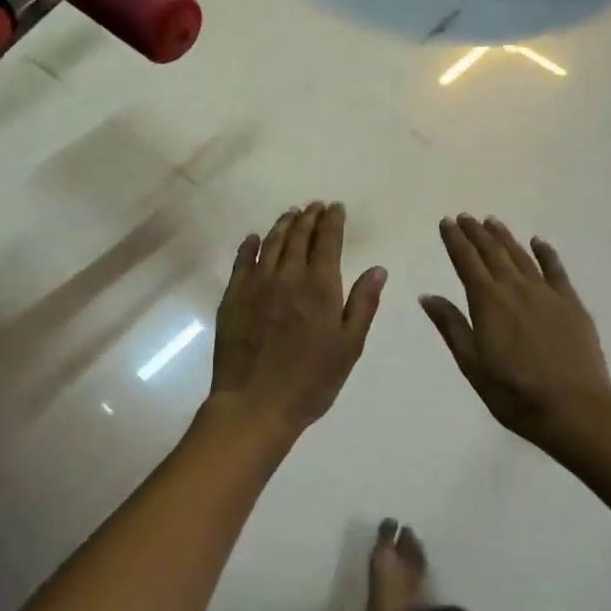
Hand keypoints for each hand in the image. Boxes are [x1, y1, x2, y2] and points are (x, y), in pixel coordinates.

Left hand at [208, 202, 385, 435]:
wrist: (255, 404)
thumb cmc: (311, 381)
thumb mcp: (349, 346)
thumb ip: (363, 304)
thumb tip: (377, 268)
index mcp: (320, 286)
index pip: (328, 241)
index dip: (332, 221)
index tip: (335, 207)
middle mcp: (288, 276)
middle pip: (299, 236)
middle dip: (309, 217)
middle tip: (314, 206)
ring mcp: (256, 284)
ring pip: (271, 243)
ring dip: (283, 225)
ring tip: (291, 214)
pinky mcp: (233, 297)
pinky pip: (242, 262)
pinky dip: (250, 245)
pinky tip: (254, 238)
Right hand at [420, 215, 610, 446]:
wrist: (574, 407)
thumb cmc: (514, 392)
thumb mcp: (472, 363)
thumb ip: (451, 326)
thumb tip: (428, 295)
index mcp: (488, 302)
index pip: (466, 262)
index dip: (455, 240)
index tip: (446, 222)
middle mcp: (515, 288)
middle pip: (492, 253)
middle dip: (476, 233)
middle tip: (465, 216)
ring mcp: (546, 293)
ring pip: (521, 256)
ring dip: (505, 237)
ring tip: (492, 221)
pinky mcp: (571, 304)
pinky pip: (556, 270)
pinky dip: (545, 253)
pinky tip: (539, 242)